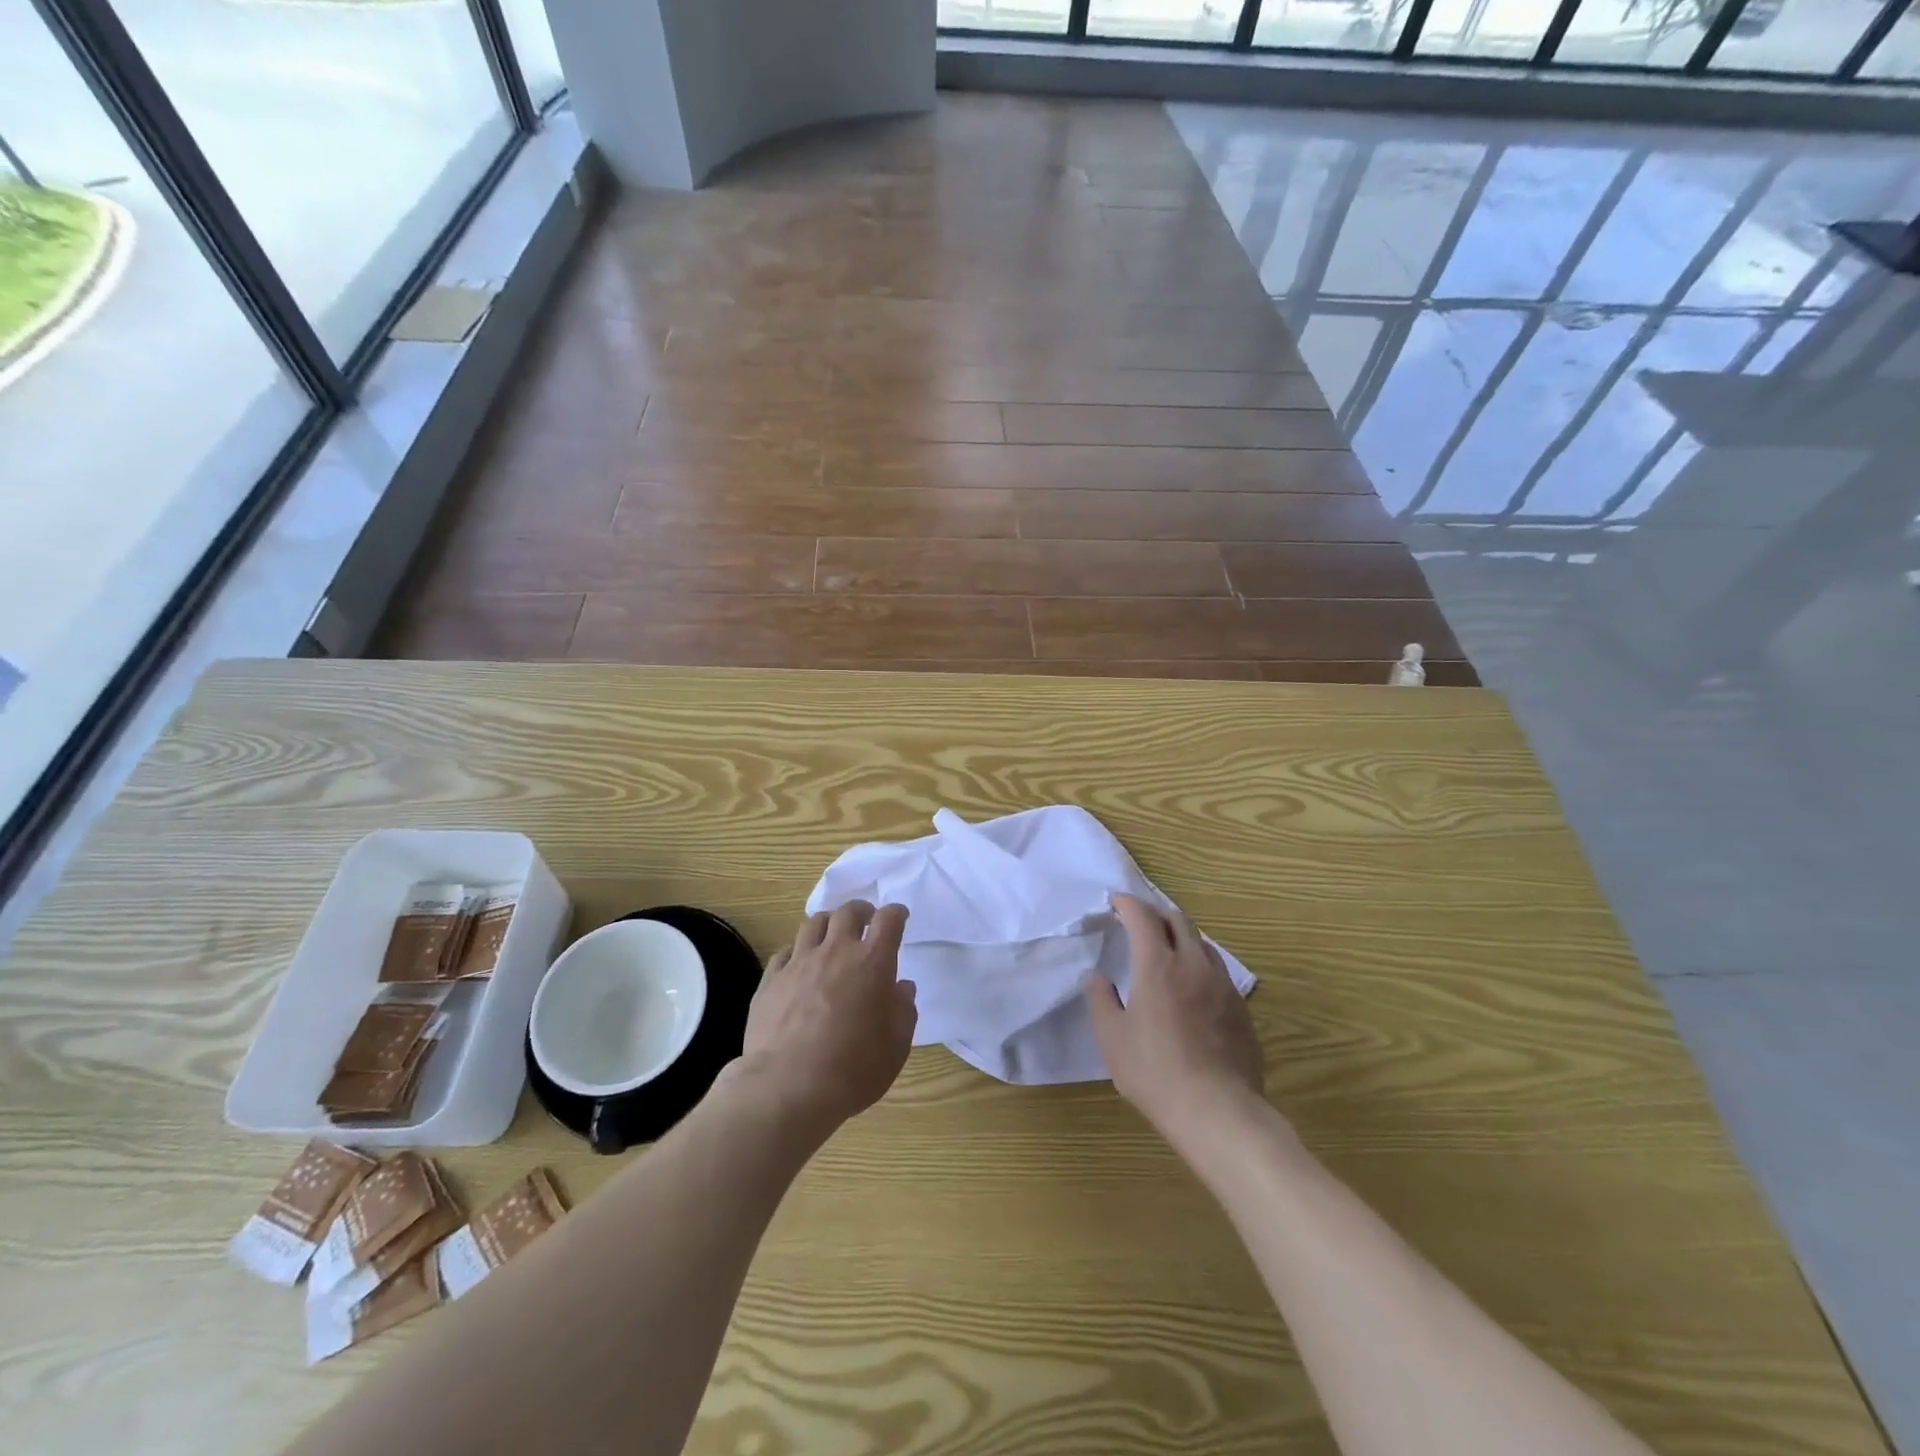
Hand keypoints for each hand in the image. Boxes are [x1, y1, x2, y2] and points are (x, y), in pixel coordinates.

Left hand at [738, 901, 917, 1132]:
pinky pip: (785, 952)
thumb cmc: (852, 1069)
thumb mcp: (895, 1046)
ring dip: (828, 924)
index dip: (896, 914)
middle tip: (866, 921)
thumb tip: (901, 988)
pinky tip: (799, 964)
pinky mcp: (770, 979)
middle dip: (861, 911)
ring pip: (814, 923)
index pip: (888, 920)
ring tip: (832, 935)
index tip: (899, 917)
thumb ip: (903, 1011)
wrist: (787, 1087)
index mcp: (872, 962)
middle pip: (848, 912)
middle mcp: (836, 952)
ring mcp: (799, 963)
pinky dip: (797, 952)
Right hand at [1083, 894, 1265, 1144]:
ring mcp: (1222, 984)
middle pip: (1177, 920)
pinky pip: (1217, 969)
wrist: (1218, 1111)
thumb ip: (1100, 1000)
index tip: (1116, 902)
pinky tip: (1191, 984)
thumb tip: (1095, 976)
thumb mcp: (1112, 1038)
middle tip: (1138, 921)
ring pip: (1201, 942)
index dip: (1128, 904)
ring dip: (1180, 935)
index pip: (1143, 917)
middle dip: (1155, 913)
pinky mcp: (1240, 1007)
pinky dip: (1198, 961)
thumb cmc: (1155, 1072)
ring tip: (1165, 948)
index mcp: (1157, 965)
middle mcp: (1193, 964)